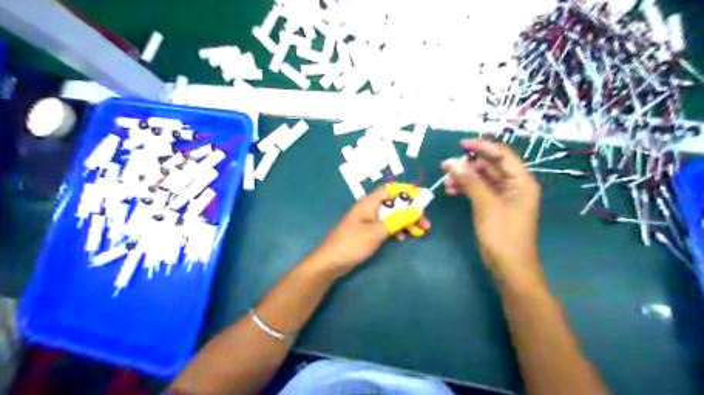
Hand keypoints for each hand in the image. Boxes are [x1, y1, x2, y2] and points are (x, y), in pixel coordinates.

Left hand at [314, 186, 428, 276]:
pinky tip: (401, 239)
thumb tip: (417, 210)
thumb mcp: (377, 231)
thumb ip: (398, 220)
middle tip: (425, 224)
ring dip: (405, 222)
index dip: (407, 192)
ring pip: (391, 216)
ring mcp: (368, 220)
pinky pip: (385, 225)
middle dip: (410, 211)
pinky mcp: (367, 231)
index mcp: (369, 202)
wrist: (331, 262)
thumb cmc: (353, 243)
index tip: (422, 201)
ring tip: (418, 232)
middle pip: (394, 203)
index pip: (391, 189)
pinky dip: (395, 230)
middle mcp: (369, 208)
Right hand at [441, 140, 539, 284]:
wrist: (509, 267)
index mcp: (521, 181)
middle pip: (490, 166)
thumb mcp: (485, 204)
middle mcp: (514, 185)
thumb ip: (470, 181)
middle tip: (446, 166)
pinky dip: (466, 189)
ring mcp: (504, 197)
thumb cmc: (502, 234)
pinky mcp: (494, 207)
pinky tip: (452, 191)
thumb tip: (453, 162)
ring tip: (446, 182)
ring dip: (464, 178)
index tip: (460, 144)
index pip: (502, 155)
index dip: (482, 147)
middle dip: (468, 165)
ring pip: (482, 179)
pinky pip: (479, 191)